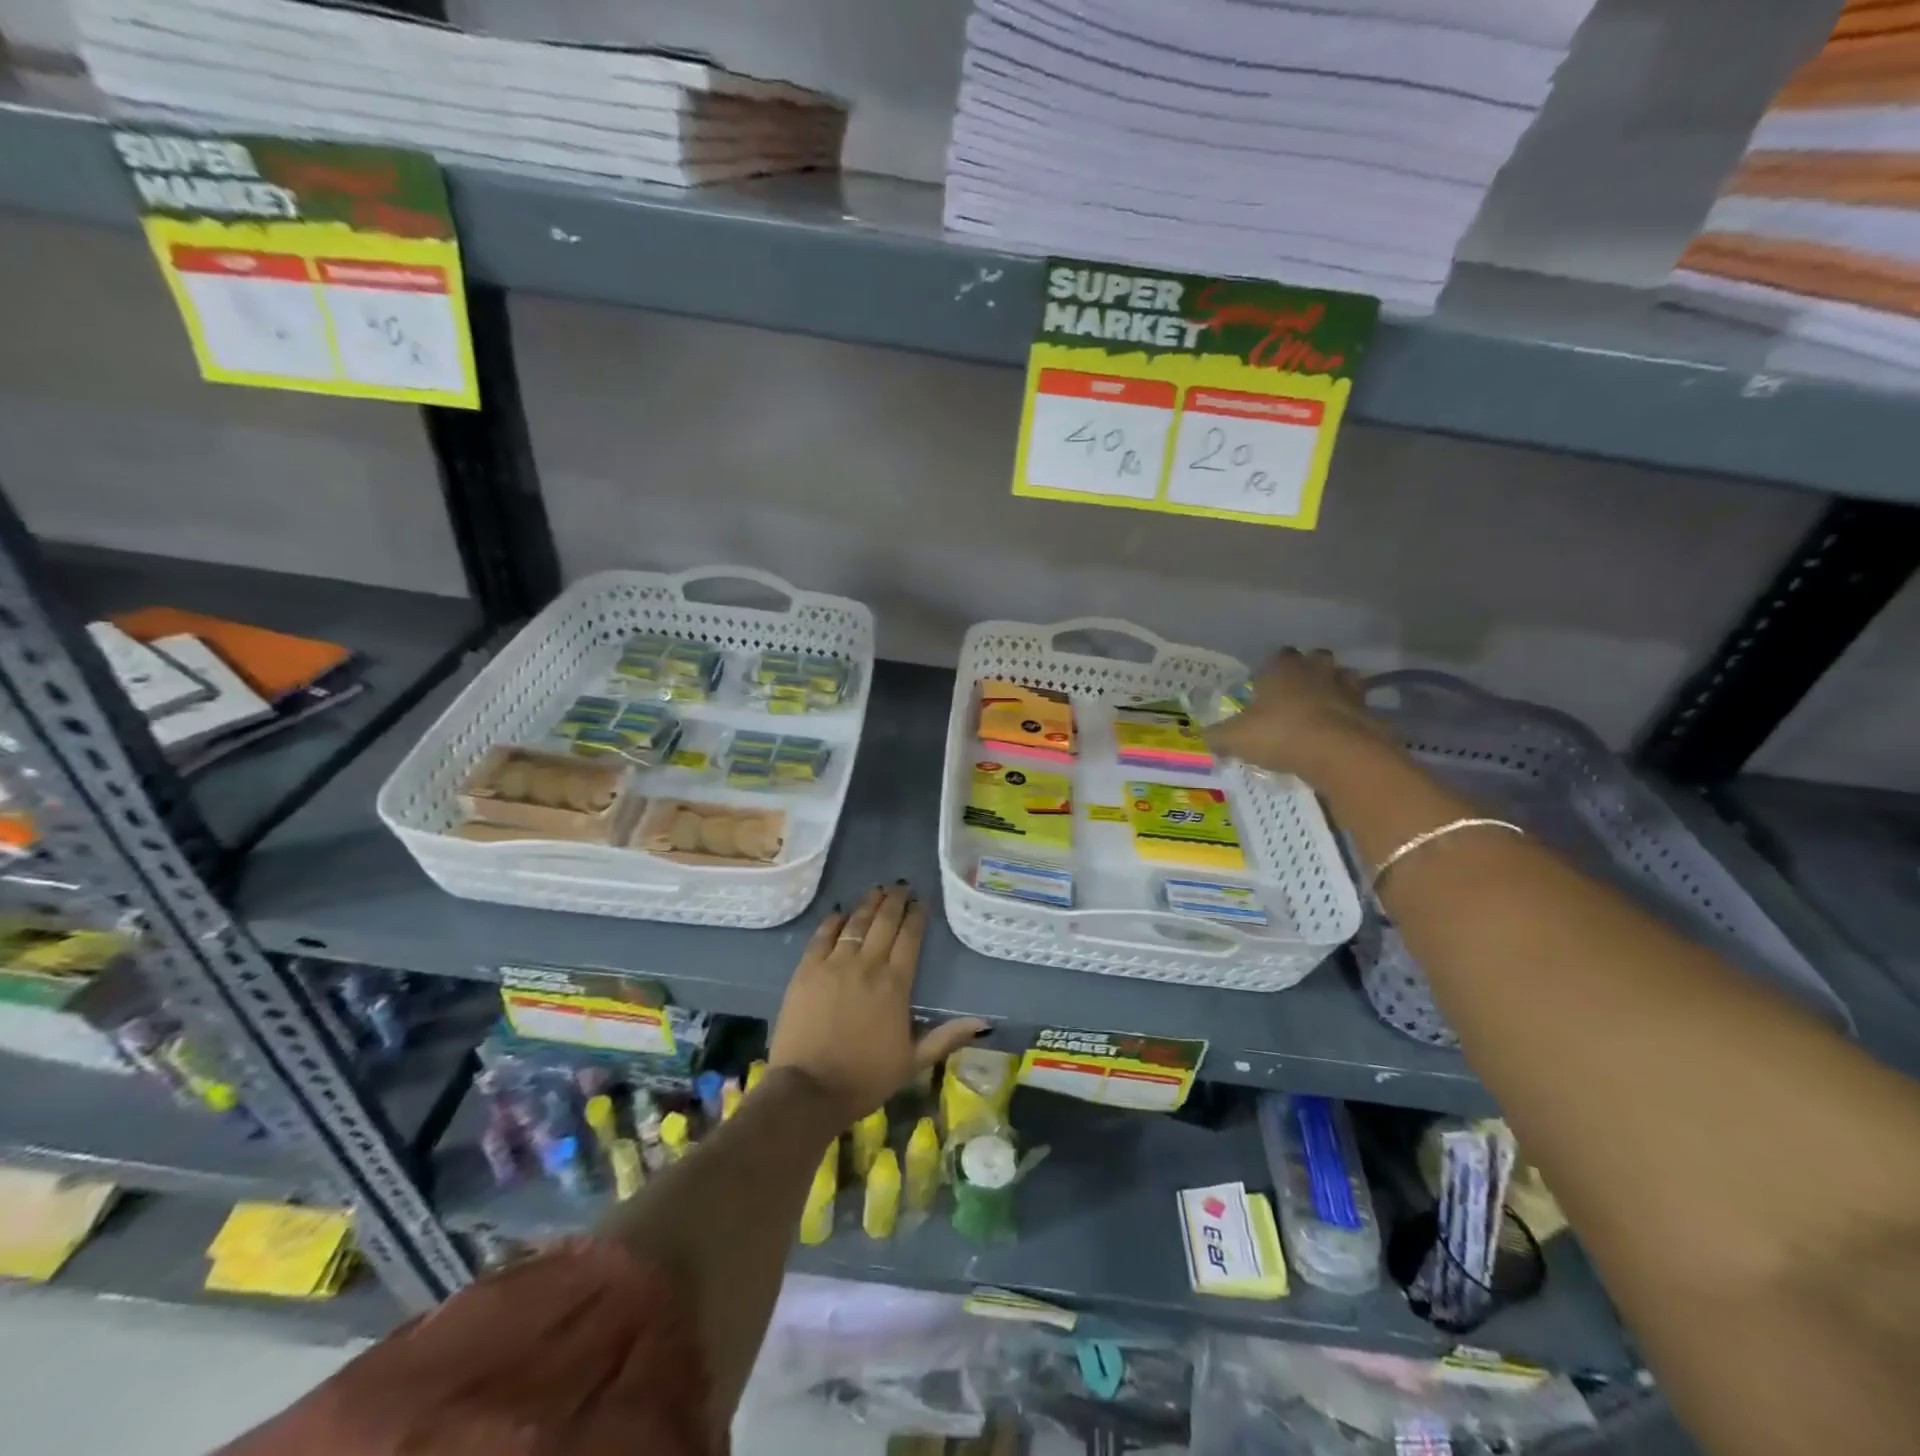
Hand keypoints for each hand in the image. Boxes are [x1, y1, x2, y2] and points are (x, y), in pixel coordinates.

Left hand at [767, 883, 988, 1122]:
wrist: (809, 1089)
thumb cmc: (865, 1078)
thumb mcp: (913, 1062)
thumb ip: (947, 1037)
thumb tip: (983, 1022)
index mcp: (896, 984)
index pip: (910, 938)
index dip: (917, 916)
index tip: (921, 901)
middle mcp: (868, 965)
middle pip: (884, 922)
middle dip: (895, 901)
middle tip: (900, 886)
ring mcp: (834, 964)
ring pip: (856, 923)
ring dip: (868, 904)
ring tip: (876, 889)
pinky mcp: (806, 970)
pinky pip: (822, 935)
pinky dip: (833, 920)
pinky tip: (839, 912)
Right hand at [1206, 648, 1399, 786]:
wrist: (1339, 754)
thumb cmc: (1281, 735)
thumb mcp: (1236, 739)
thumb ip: (1217, 736)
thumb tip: (1202, 736)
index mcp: (1282, 670)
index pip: (1279, 655)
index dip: (1272, 667)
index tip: (1266, 684)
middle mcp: (1316, 672)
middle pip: (1316, 658)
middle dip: (1309, 669)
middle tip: (1297, 691)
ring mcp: (1347, 689)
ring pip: (1344, 676)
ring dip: (1336, 687)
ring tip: (1323, 707)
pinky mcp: (1368, 712)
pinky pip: (1360, 707)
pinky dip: (1352, 715)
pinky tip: (1341, 731)